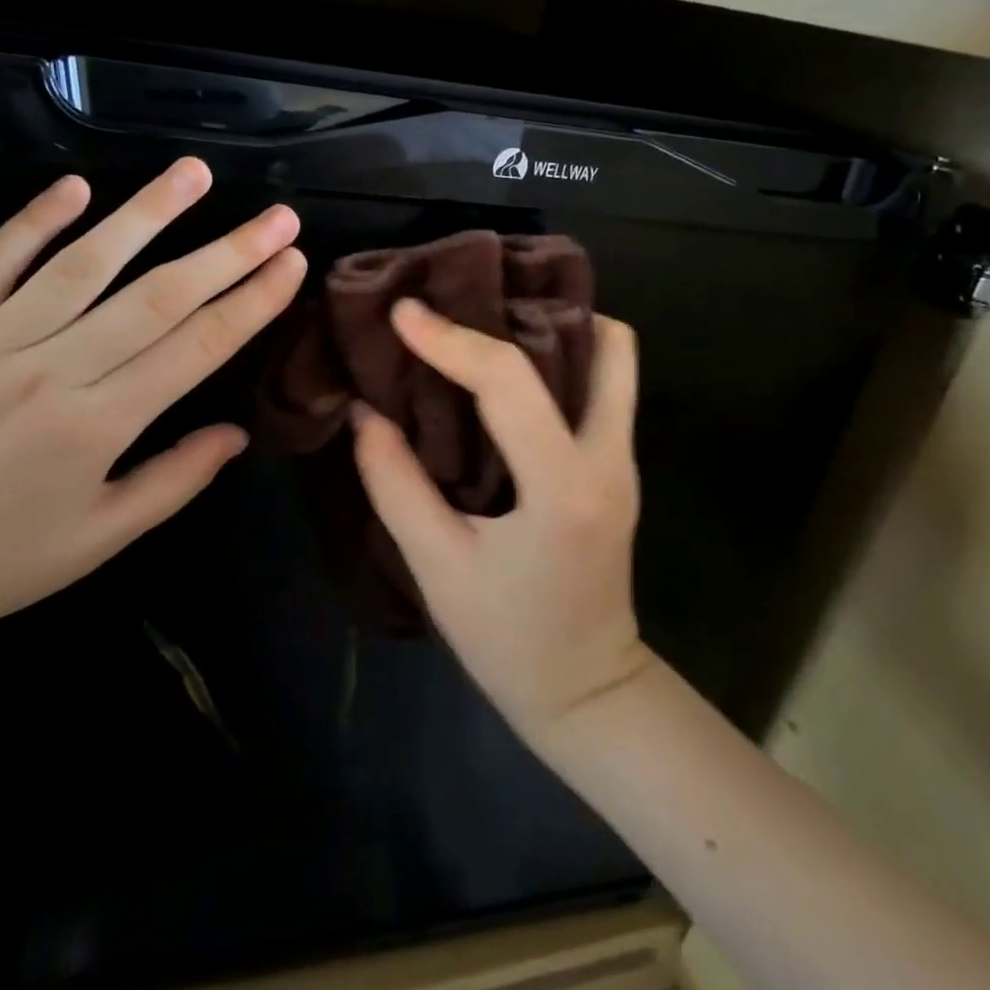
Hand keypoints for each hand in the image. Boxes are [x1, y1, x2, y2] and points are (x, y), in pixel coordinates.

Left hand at [0, 157, 305, 671]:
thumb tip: (238, 433)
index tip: (290, 262)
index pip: (196, 347)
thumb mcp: (100, 539)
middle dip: (228, 252)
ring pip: (82, 264)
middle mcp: (50, 372)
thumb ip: (176, 479)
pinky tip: (77, 186)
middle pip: (157, 297)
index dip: (251, 301)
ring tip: (195, 173)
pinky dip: (34, 222)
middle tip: (277, 216)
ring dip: (147, 214)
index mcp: (97, 427)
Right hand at [351, 298, 654, 739]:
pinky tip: (507, 367)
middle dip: (527, 310)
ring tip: (487, 320)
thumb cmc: (508, 638)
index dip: (449, 339)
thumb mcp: (437, 567)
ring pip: (614, 358)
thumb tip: (364, 410)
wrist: (587, 691)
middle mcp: (608, 458)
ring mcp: (624, 459)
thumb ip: (395, 482)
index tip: (403, 311)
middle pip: (600, 344)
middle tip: (462, 298)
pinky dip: (561, 355)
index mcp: (562, 487)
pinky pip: (603, 384)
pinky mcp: (620, 464)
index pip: (508, 381)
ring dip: (555, 326)